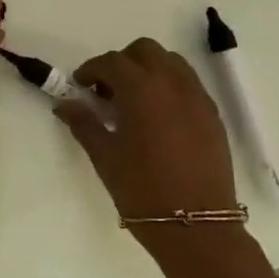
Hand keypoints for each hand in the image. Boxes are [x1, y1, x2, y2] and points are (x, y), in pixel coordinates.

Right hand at [55, 38, 239, 228]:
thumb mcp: (104, 156)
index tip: (79, 86)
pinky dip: (169, 86)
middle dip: (122, 62)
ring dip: (148, 70)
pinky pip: (189, 84)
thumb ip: (83, 123)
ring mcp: (197, 98)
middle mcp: (172, 84)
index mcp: (141, 89)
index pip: (111, 62)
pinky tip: (158, 117)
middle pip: (145, 51)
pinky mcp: (213, 115)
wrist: (196, 226)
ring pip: (171, 62)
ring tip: (134, 101)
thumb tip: (65, 104)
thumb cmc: (141, 190)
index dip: (91, 70)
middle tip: (106, 90)